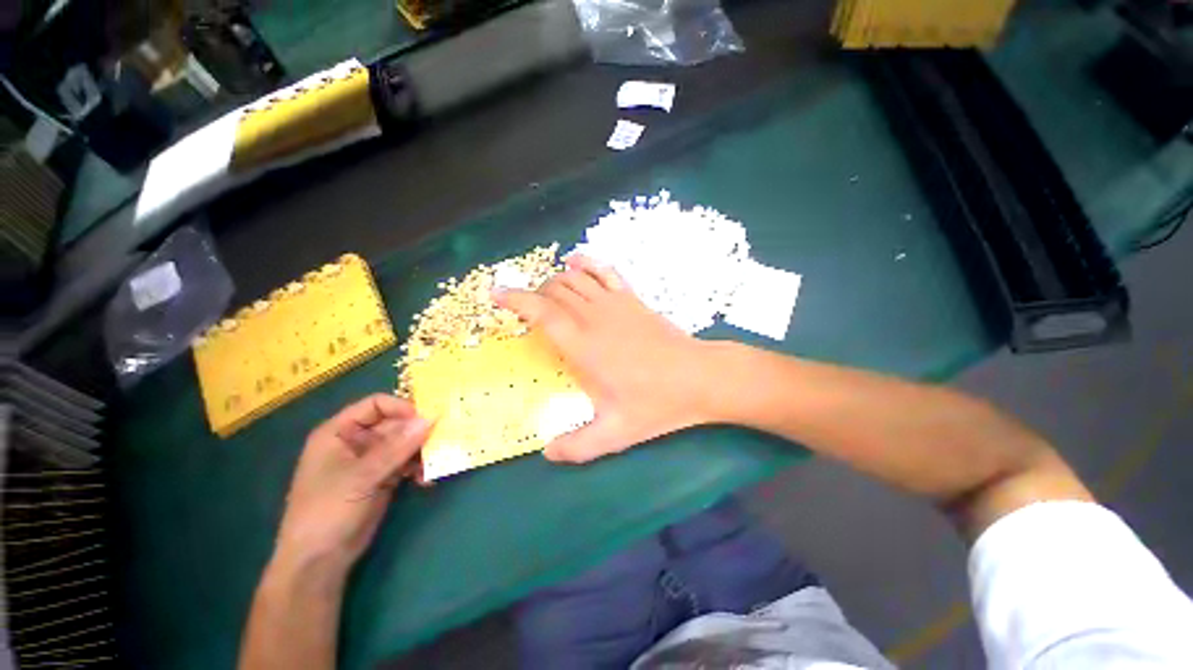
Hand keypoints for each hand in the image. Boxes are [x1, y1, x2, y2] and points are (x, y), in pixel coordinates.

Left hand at [274, 394, 430, 573]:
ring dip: (422, 452)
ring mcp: (371, 461)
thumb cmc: (328, 511)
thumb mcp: (362, 476)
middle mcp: (357, 442)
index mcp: (339, 432)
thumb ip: (398, 447)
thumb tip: (431, 418)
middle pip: (395, 424)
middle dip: (418, 432)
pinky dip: (419, 468)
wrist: (319, 561)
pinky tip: (426, 480)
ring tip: (436, 463)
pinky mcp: (383, 478)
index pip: (376, 405)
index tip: (426, 419)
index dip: (401, 408)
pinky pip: (407, 463)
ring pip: (404, 444)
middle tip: (442, 439)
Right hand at [494, 256, 717, 463]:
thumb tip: (547, 454)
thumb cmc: (656, 403)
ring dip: (555, 280)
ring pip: (575, 278)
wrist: (699, 377)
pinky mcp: (632, 298)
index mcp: (583, 346)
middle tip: (525, 309)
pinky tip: (576, 262)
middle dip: (534, 294)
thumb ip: (577, 446)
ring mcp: (615, 303)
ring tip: (545, 292)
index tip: (497, 293)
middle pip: (555, 291)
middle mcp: (594, 317)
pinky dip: (587, 263)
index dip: (516, 299)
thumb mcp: (615, 434)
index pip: (541, 312)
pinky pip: (605, 271)